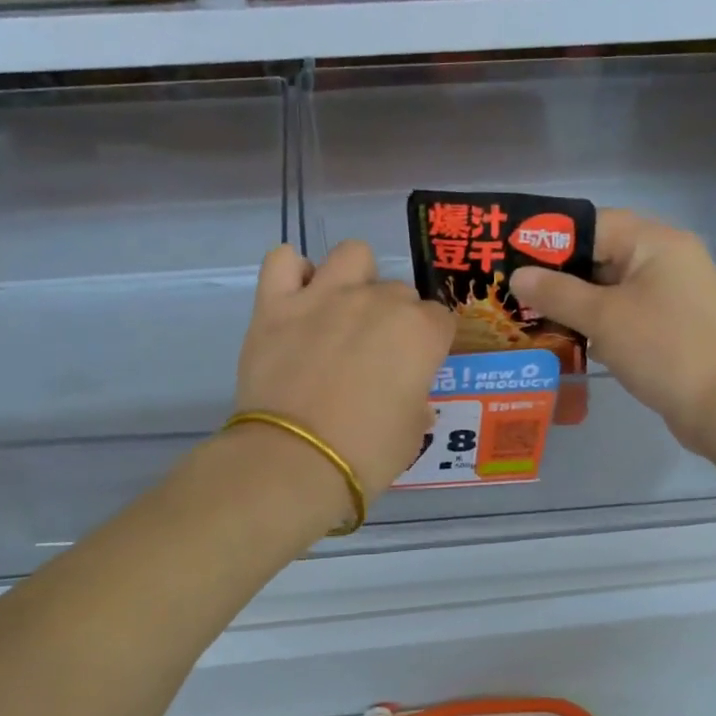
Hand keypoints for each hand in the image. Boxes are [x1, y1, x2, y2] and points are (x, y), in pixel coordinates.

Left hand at [235, 241, 455, 506]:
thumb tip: (410, 398)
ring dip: (354, 277)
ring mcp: (324, 296)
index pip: (439, 319)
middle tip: (374, 354)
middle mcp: (376, 301)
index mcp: (419, 332)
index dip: (429, 343)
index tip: (416, 366)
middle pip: (398, 290)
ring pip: (352, 254)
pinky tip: (296, 298)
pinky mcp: (275, 304)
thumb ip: (416, 402)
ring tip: (341, 311)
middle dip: (393, 316)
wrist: (295, 461)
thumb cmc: (366, 454)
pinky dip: (292, 273)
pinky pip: (282, 260)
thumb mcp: (411, 435)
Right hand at [510, 210, 715, 449]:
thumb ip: (556, 293)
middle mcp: (665, 259)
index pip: (593, 224)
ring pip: (609, 286)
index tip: (512, 256)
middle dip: (557, 274)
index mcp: (655, 242)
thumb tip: (517, 276)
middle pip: (600, 254)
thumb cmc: (662, 349)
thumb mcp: (603, 317)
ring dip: (573, 300)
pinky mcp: (668, 323)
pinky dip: (594, 320)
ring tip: (529, 314)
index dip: (550, 239)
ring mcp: (670, 293)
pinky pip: (622, 311)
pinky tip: (564, 338)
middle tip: (514, 290)